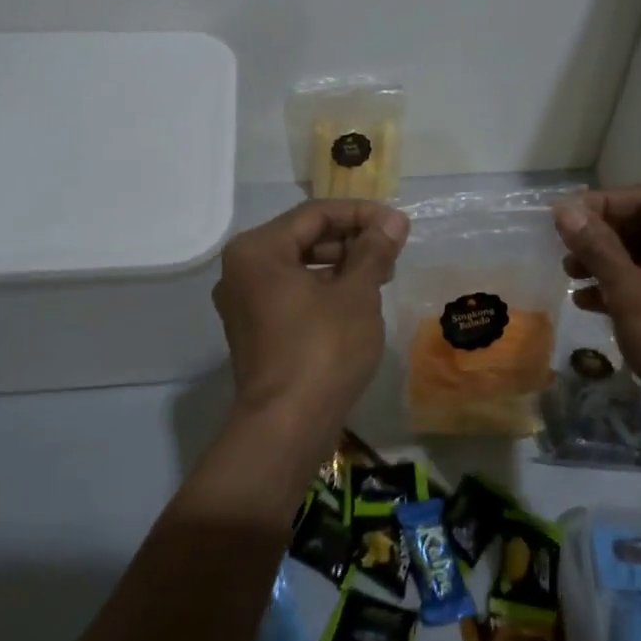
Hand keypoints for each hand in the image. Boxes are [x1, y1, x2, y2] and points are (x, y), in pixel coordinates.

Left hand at [213, 199, 408, 435]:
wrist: (288, 425)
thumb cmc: (323, 349)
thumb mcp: (356, 294)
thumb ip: (374, 250)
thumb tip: (393, 220)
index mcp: (258, 250)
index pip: (315, 214)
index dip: (361, 214)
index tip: (398, 225)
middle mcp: (242, 270)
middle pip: (304, 238)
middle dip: (351, 240)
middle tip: (392, 251)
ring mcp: (245, 303)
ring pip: (299, 267)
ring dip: (341, 266)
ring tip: (382, 275)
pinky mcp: (256, 331)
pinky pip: (292, 294)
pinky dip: (324, 290)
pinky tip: (357, 301)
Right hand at [554, 186, 640, 453]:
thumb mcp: (631, 292)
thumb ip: (597, 247)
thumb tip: (564, 209)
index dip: (602, 205)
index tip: (562, 219)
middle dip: (603, 237)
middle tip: (565, 250)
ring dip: (608, 263)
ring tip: (570, 275)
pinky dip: (623, 288)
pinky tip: (588, 301)